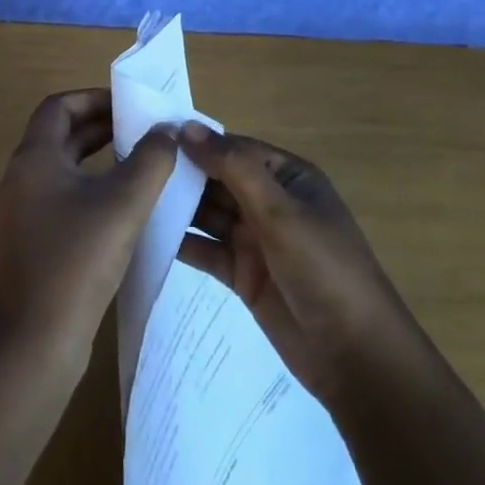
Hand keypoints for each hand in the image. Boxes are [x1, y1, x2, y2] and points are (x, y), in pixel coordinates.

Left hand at [0, 90, 176, 361]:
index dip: (94, 99)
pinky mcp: (28, 243)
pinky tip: (118, 209)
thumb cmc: (78, 260)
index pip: (59, 107)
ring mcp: (20, 213)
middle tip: (141, 132)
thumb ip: (150, 160)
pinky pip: (58, 199)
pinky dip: (87, 190)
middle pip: (59, 136)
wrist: (36, 341)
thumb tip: (166, 131)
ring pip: (60, 169)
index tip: (129, 107)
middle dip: (99, 128)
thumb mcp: (124, 204)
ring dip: (95, 160)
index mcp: (34, 159)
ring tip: (136, 164)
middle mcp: (20, 179)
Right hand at [159, 121, 406, 405]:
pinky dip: (181, 242)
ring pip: (209, 214)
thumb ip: (233, 167)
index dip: (197, 142)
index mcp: (288, 177)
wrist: (355, 358)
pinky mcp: (243, 274)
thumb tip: (186, 127)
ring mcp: (256, 240)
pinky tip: (146, 234)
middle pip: (218, 179)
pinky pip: (206, 249)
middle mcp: (271, 203)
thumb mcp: (280, 211)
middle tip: (129, 166)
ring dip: (177, 206)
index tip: (150, 137)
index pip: (234, 148)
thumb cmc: (324, 269)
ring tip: (131, 197)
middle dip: (182, 173)